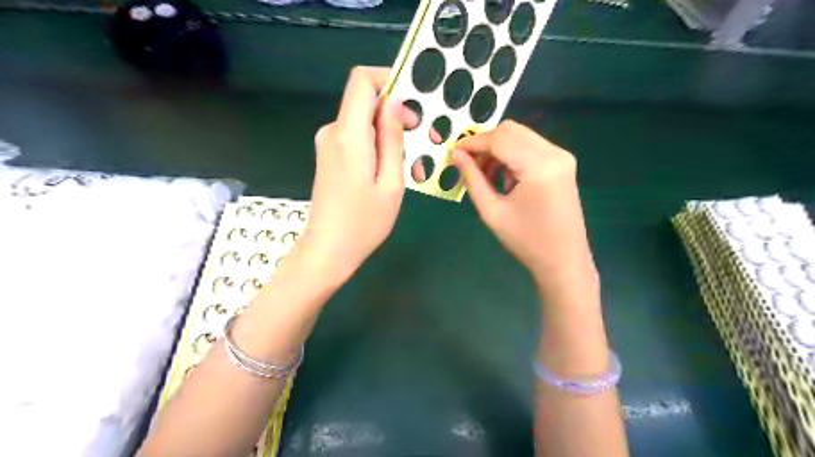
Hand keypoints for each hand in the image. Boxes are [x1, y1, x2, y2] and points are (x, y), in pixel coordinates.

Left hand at [301, 66, 426, 282]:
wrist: (328, 250)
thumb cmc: (364, 223)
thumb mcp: (391, 182)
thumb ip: (392, 138)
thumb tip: (394, 102)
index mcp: (348, 134)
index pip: (362, 80)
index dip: (389, 80)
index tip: (414, 102)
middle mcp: (333, 131)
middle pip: (367, 102)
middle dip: (399, 115)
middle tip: (425, 141)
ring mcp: (329, 144)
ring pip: (365, 123)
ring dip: (392, 137)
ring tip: (414, 168)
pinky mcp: (330, 156)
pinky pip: (358, 139)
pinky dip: (379, 148)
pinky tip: (394, 173)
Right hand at [452, 120, 595, 293]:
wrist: (563, 260)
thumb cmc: (526, 241)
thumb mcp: (492, 211)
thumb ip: (473, 179)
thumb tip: (456, 155)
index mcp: (539, 166)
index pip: (499, 139)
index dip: (473, 142)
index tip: (453, 153)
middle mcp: (554, 153)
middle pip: (511, 131)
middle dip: (485, 143)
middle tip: (468, 164)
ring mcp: (562, 157)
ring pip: (520, 136)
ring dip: (497, 149)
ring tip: (483, 174)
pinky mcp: (563, 163)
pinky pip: (531, 147)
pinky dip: (512, 155)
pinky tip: (503, 178)